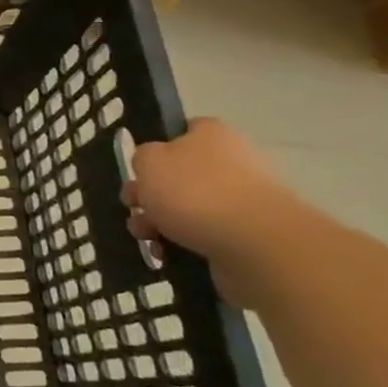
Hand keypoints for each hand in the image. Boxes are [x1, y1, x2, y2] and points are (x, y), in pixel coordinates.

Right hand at [124, 119, 300, 269]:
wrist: (254, 244)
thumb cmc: (195, 191)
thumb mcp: (148, 161)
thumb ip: (142, 157)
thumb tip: (152, 167)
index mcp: (211, 135)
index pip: (181, 132)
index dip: (155, 149)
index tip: (138, 170)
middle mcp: (231, 163)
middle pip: (179, 175)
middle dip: (149, 195)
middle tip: (133, 208)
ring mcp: (241, 201)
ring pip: (187, 209)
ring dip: (159, 223)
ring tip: (147, 238)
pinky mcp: (246, 236)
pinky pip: (202, 237)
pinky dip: (181, 245)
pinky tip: (166, 254)